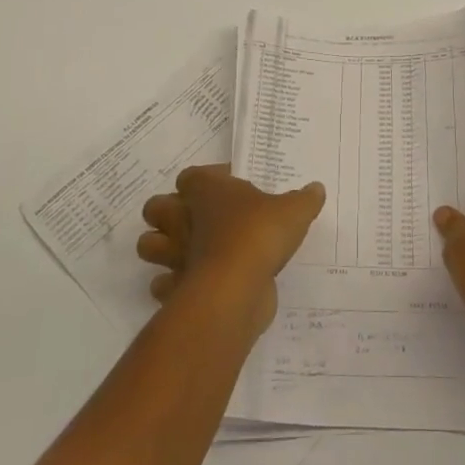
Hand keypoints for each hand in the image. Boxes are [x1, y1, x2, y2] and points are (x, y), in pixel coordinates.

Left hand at [137, 164, 325, 331]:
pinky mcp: (175, 288)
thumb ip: (304, 199)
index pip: (192, 176)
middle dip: (168, 213)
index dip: (208, 179)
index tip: (231, 187)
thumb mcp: (294, 210)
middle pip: (156, 207)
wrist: (236, 287)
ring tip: (189, 252)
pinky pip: (162, 285)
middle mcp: (183, 219)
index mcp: (206, 190)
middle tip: (199, 220)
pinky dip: (172, 285)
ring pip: (148, 246)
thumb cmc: (260, 234)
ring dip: (162, 249)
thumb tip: (316, 189)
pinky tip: (194, 285)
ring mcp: (174, 255)